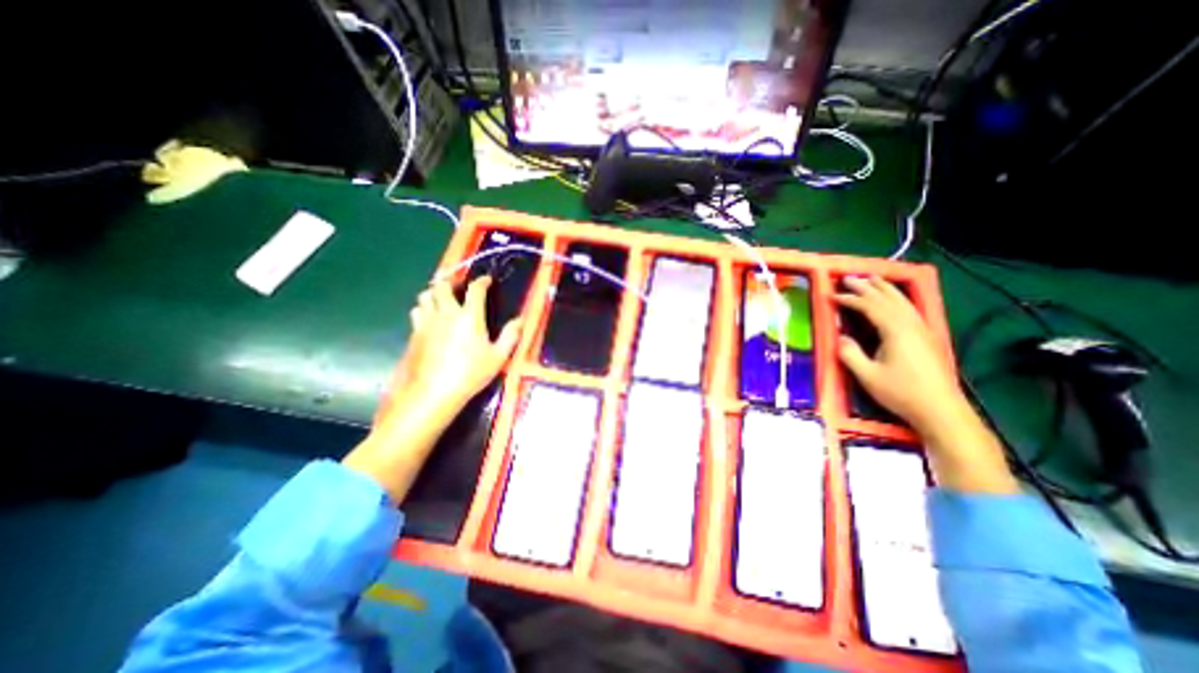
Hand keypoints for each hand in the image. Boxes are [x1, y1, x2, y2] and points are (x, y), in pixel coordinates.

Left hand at [342, 276, 520, 501]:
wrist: (434, 392)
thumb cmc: (470, 373)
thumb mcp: (498, 356)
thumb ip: (511, 335)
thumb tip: (521, 320)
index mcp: (469, 316)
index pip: (475, 289)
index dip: (482, 281)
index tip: (486, 280)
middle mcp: (446, 313)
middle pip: (442, 286)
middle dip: (451, 282)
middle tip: (459, 287)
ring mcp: (427, 322)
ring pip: (424, 296)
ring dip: (434, 294)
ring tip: (442, 300)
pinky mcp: (414, 333)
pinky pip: (416, 312)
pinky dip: (423, 309)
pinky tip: (429, 319)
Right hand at [837, 277, 1014, 492]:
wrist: (941, 410)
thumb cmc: (901, 392)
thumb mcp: (867, 375)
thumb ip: (850, 353)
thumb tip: (841, 337)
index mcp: (895, 331)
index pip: (869, 307)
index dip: (849, 299)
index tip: (831, 295)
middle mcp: (911, 325)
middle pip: (887, 298)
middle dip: (867, 286)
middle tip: (848, 277)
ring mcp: (923, 329)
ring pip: (902, 301)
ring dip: (885, 288)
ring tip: (872, 278)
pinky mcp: (928, 337)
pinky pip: (911, 309)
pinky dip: (899, 298)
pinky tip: (895, 299)